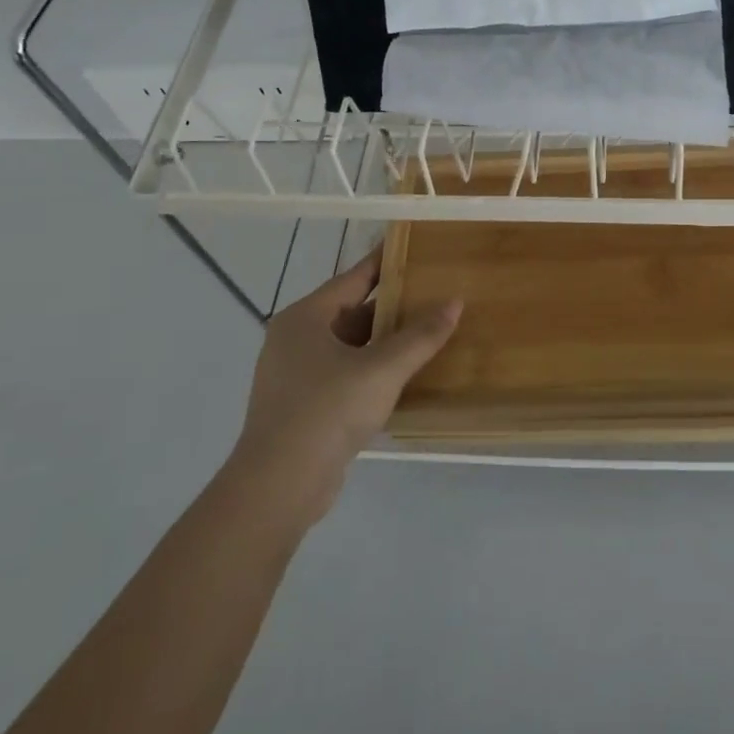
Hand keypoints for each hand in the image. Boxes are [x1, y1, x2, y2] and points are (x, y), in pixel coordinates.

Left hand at [230, 248, 461, 526]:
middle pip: (351, 312)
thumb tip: (455, 302)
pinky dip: (371, 369)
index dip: (385, 262)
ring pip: (348, 346)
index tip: (414, 248)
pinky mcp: (300, 406)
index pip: (353, 279)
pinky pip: (343, 374)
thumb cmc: (327, 411)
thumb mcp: (382, 369)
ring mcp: (294, 375)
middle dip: (391, 307)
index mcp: (305, 318)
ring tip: (425, 333)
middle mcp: (294, 339)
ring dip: (383, 341)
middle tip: (432, 294)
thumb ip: (420, 335)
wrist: (278, 486)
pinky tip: (401, 376)